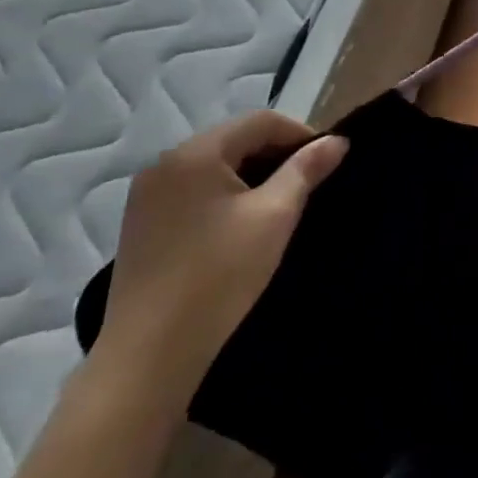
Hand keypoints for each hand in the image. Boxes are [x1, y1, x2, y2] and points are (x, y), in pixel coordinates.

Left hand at [93, 111, 346, 410]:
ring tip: (279, 205)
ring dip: (251, 176)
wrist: (149, 355)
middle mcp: (164, 163)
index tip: (327, 162)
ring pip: (213, 167)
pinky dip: (223, 196)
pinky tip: (240, 226)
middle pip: (233, 140)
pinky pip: (192, 191)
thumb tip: (337, 141)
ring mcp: (146, 195)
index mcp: (194, 152)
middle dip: (276, 154)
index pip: (259, 121)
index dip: (300, 134)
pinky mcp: (140, 225)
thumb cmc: (219, 276)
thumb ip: (306, 171)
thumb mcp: (274, 217)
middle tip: (308, 184)